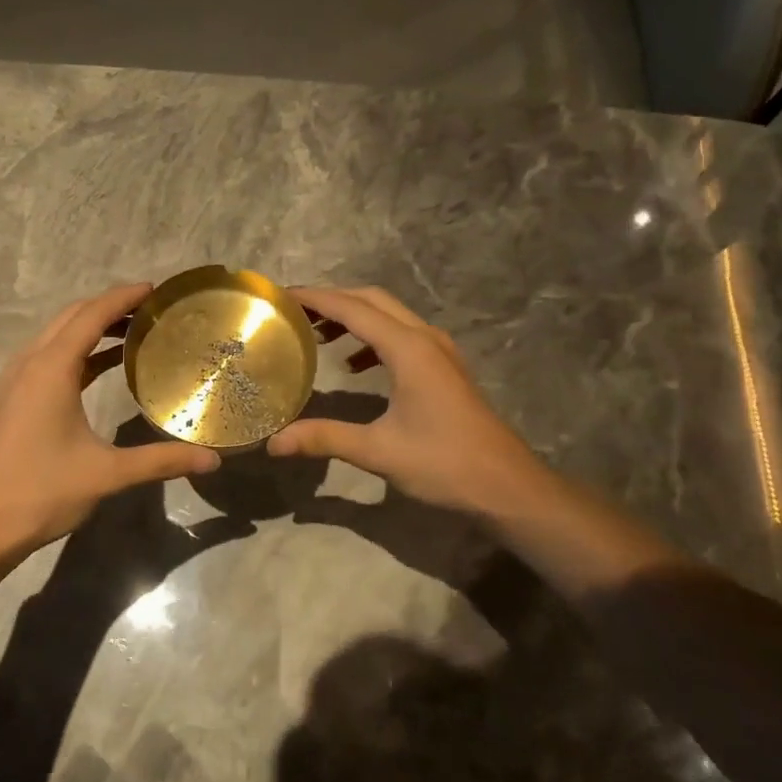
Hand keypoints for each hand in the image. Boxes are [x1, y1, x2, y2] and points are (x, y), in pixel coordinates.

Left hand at [0, 282, 220, 563]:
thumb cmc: (41, 491)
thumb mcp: (106, 474)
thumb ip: (161, 461)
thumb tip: (212, 460)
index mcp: (51, 369)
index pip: (91, 316)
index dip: (123, 298)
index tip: (155, 289)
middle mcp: (30, 364)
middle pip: (72, 317)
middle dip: (109, 306)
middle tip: (151, 310)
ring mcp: (16, 381)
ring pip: (56, 335)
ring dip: (91, 326)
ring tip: (132, 331)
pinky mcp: (12, 399)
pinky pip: (48, 356)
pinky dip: (77, 350)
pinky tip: (101, 366)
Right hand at [269, 286, 541, 517]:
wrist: (507, 486)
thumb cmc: (444, 464)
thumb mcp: (378, 451)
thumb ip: (325, 439)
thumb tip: (274, 443)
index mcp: (408, 349)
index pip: (353, 308)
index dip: (315, 298)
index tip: (281, 295)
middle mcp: (425, 338)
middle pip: (373, 300)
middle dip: (333, 300)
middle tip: (294, 312)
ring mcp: (440, 351)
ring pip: (390, 315)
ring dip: (354, 317)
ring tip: (317, 334)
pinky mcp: (445, 368)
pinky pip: (402, 335)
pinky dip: (373, 338)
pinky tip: (354, 366)